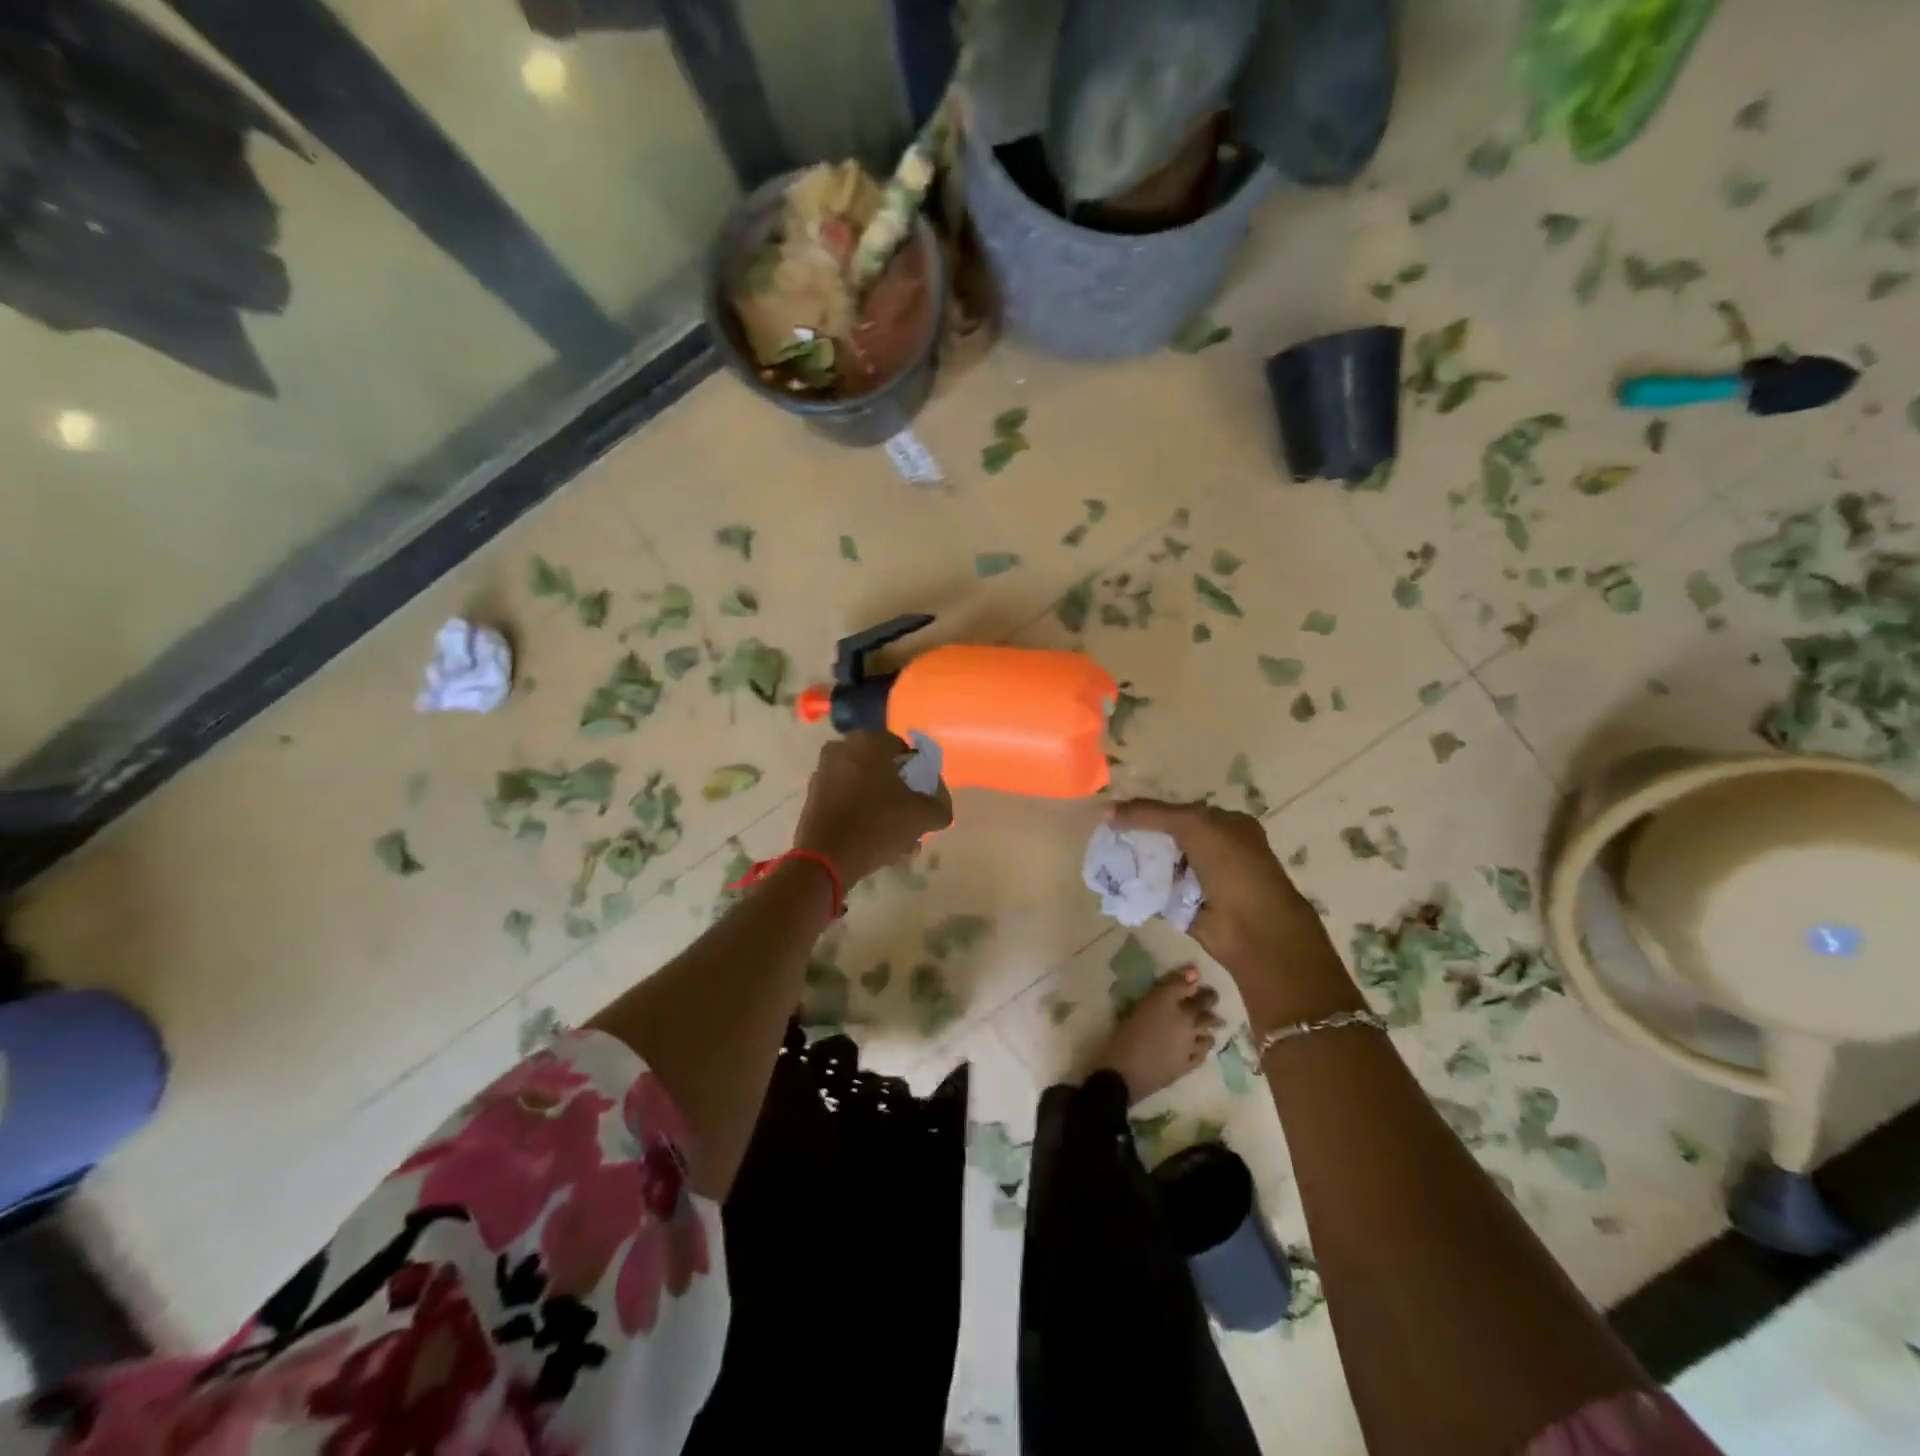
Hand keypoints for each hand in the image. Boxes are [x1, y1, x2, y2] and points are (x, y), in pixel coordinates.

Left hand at [793, 732, 953, 885]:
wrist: (825, 858)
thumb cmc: (877, 825)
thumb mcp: (923, 816)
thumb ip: (940, 804)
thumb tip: (939, 802)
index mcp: (869, 742)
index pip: (905, 751)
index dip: (919, 775)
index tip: (923, 799)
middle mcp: (842, 748)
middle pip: (883, 770)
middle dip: (899, 795)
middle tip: (911, 821)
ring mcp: (823, 772)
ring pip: (865, 787)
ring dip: (882, 808)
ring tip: (897, 840)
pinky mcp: (813, 796)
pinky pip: (847, 800)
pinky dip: (861, 814)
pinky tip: (874, 841)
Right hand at [1109, 799, 1360, 1024]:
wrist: (1254, 929)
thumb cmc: (1231, 867)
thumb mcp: (1193, 825)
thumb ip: (1151, 813)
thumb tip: (1107, 811)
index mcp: (1227, 825)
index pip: (1180, 811)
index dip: (1150, 811)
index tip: (1117, 815)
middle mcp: (1217, 850)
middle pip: (1168, 837)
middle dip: (1140, 837)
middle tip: (1108, 837)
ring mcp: (1202, 879)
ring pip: (1161, 864)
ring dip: (1137, 862)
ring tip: (1106, 856)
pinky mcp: (1188, 906)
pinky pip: (1158, 891)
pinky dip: (1140, 887)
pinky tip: (1117, 881)